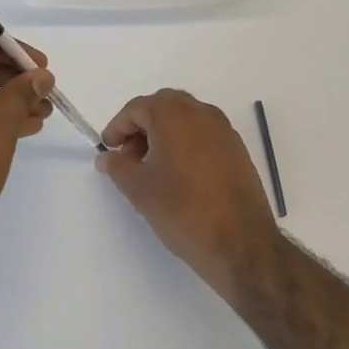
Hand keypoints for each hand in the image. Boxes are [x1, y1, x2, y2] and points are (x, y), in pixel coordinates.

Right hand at [96, 90, 279, 295]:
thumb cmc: (183, 211)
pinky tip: (179, 173)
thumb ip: (118, 167)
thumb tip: (108, 157)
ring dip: (165, 132)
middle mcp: (202, 113)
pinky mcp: (237, 149)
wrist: (241, 243)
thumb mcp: (140, 190)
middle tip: (129, 154)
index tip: (109, 149)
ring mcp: (224, 130)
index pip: (138, 108)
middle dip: (142, 124)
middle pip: (164, 105)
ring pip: (186, 117)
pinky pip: (204, 132)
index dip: (118, 126)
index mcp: (174, 116)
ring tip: (153, 166)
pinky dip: (186, 141)